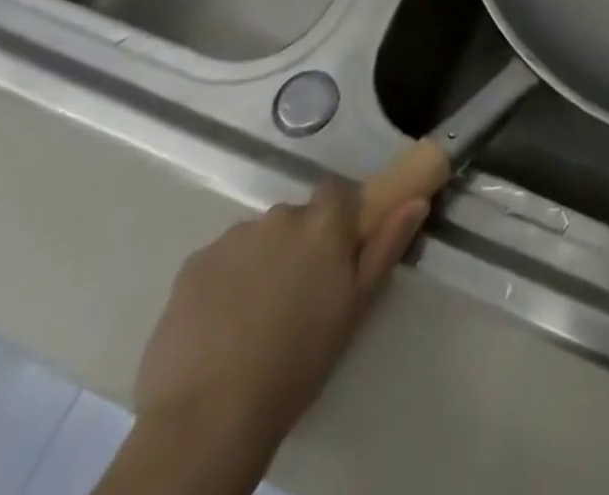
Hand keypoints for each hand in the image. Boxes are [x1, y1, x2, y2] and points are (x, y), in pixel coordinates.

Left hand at [131, 180, 427, 459]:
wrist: (209, 417)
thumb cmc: (299, 361)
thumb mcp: (356, 306)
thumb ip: (387, 246)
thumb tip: (417, 200)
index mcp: (323, 222)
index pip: (337, 192)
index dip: (338, 218)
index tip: (337, 251)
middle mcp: (279, 216)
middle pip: (295, 218)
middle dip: (298, 245)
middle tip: (297, 295)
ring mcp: (232, 238)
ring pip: (256, 240)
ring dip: (262, 262)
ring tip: (255, 317)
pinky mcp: (192, 265)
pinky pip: (219, 261)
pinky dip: (225, 282)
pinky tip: (222, 325)